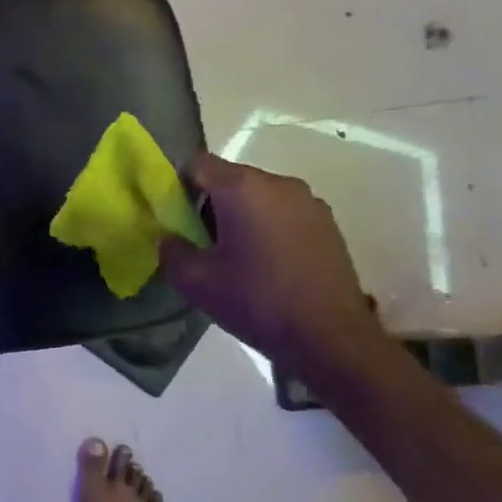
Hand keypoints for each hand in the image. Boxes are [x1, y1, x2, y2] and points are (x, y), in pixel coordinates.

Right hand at [160, 155, 388, 373]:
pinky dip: (269, 227)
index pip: (197, 164)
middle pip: (230, 178)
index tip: (178, 221)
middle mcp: (278, 182)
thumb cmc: (258, 302)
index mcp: (242, 187)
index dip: (180, 187)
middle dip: (211, 204)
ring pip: (259, 196)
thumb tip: (170, 238)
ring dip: (241, 216)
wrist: (332, 338)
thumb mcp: (196, 282)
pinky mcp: (328, 223)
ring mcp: (309, 201)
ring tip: (239, 258)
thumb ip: (171, 250)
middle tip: (205, 245)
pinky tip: (270, 265)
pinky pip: (284, 212)